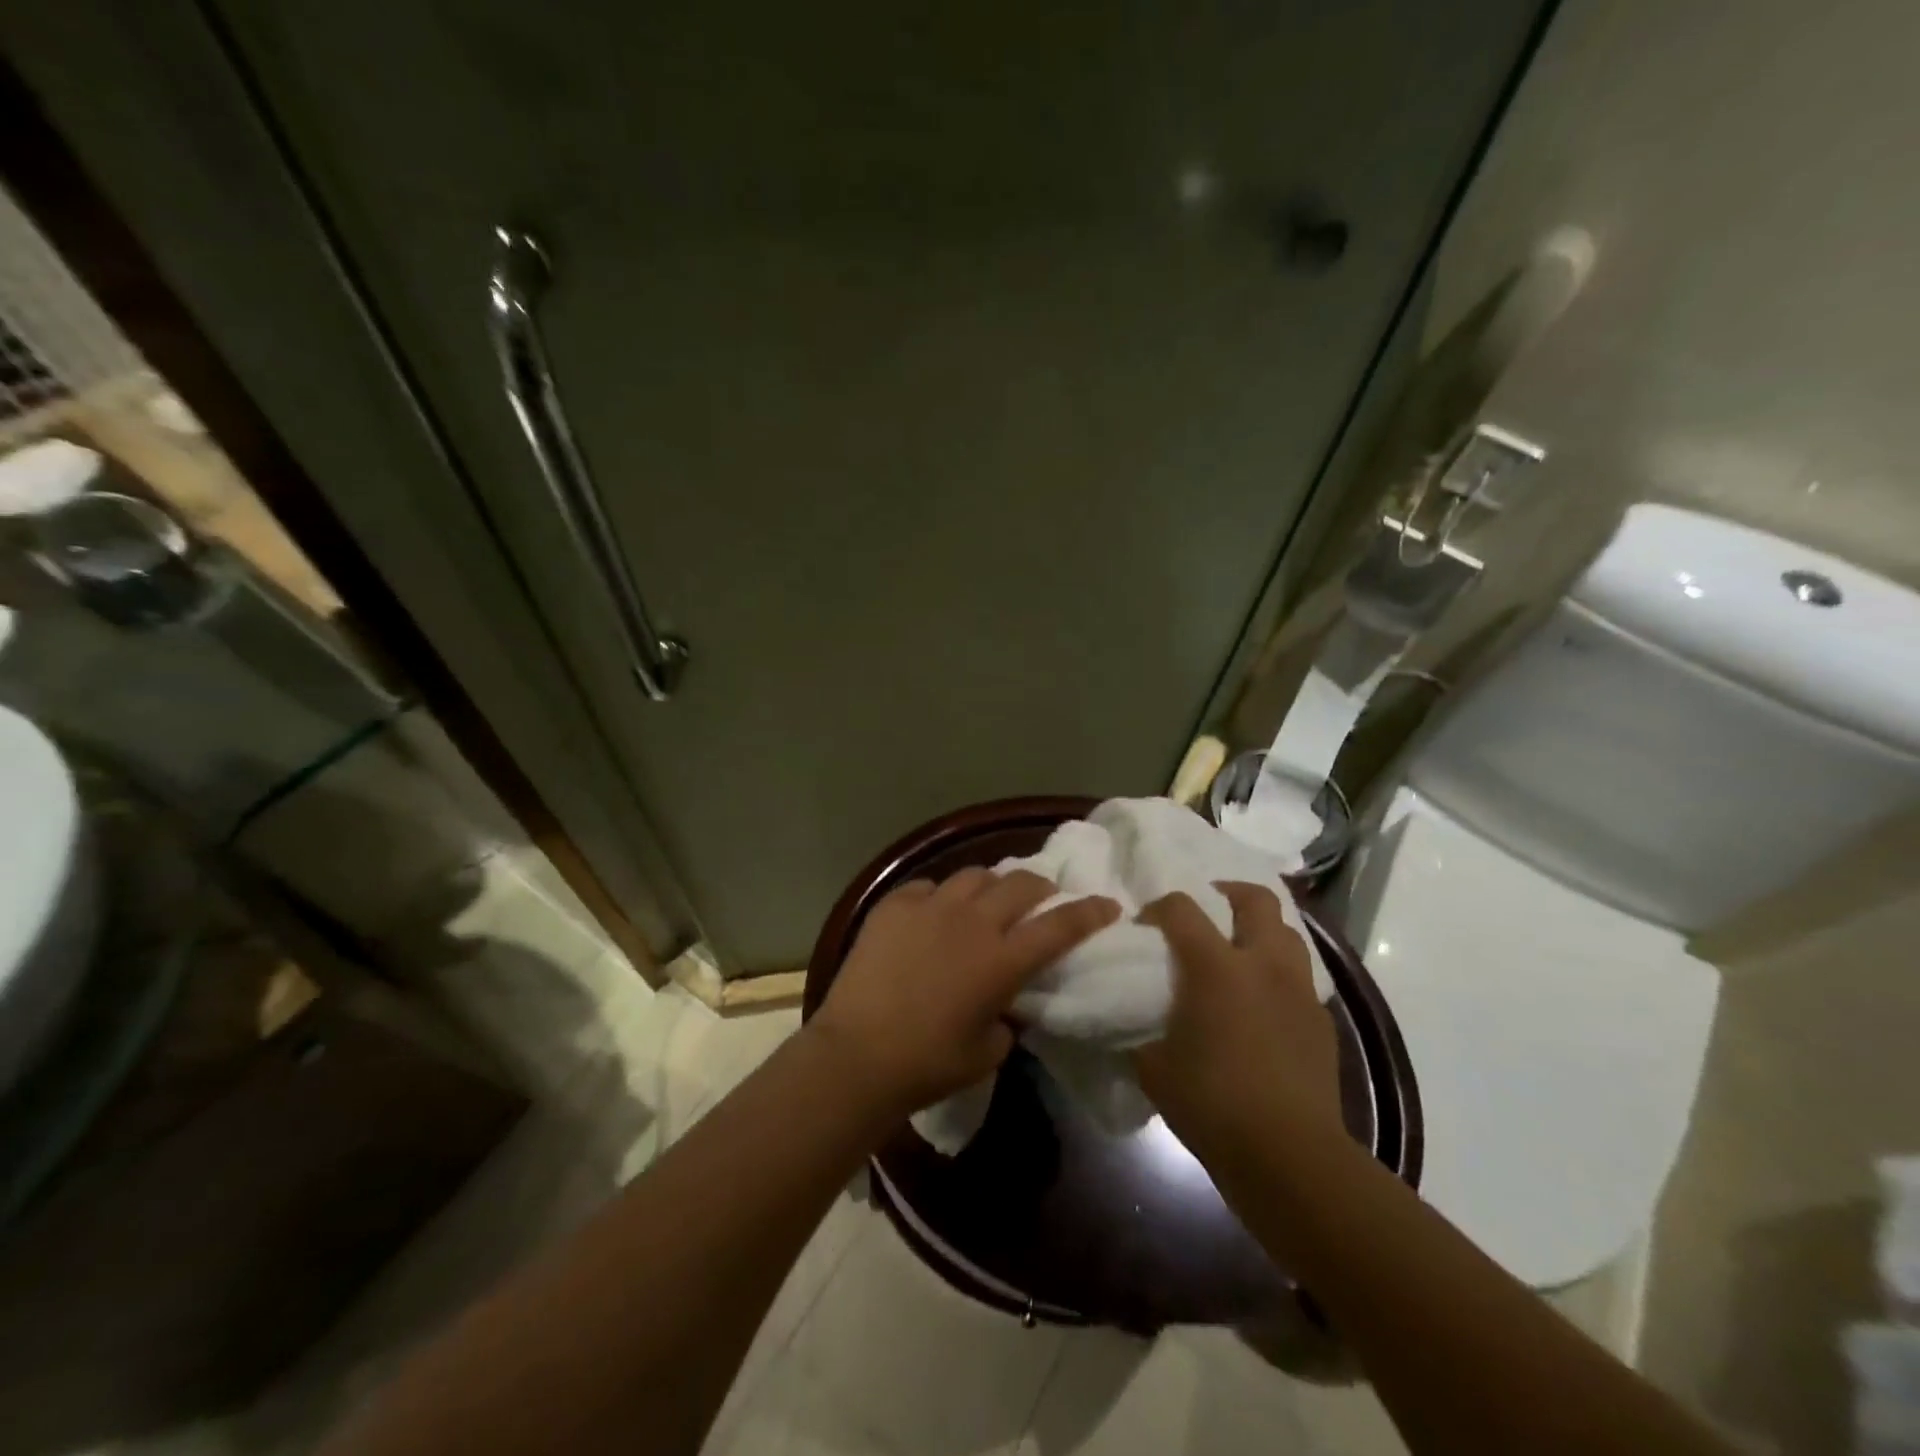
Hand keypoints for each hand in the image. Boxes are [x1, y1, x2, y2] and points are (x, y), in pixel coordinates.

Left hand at [810, 868, 1119, 1118]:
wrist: (857, 1054)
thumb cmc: (928, 1064)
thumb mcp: (987, 1051)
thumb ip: (1006, 1017)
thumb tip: (1004, 1001)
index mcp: (1002, 959)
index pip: (1060, 926)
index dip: (1090, 912)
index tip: (1109, 904)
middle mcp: (973, 921)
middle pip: (1021, 885)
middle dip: (1041, 888)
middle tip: (1042, 899)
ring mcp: (931, 906)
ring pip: (975, 875)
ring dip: (992, 886)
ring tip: (987, 900)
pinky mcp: (894, 904)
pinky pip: (928, 886)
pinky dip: (940, 897)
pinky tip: (932, 915)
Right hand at [1132, 882, 1342, 1161]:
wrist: (1288, 1156)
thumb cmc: (1211, 1103)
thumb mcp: (1153, 1065)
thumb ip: (1140, 1028)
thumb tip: (1135, 1018)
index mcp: (1216, 967)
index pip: (1181, 908)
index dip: (1158, 908)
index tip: (1145, 928)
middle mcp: (1263, 964)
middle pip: (1255, 899)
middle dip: (1227, 894)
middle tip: (1206, 912)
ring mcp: (1299, 990)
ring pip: (1287, 932)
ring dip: (1260, 931)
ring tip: (1237, 952)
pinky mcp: (1322, 1020)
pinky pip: (1300, 978)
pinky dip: (1278, 975)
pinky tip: (1262, 1004)